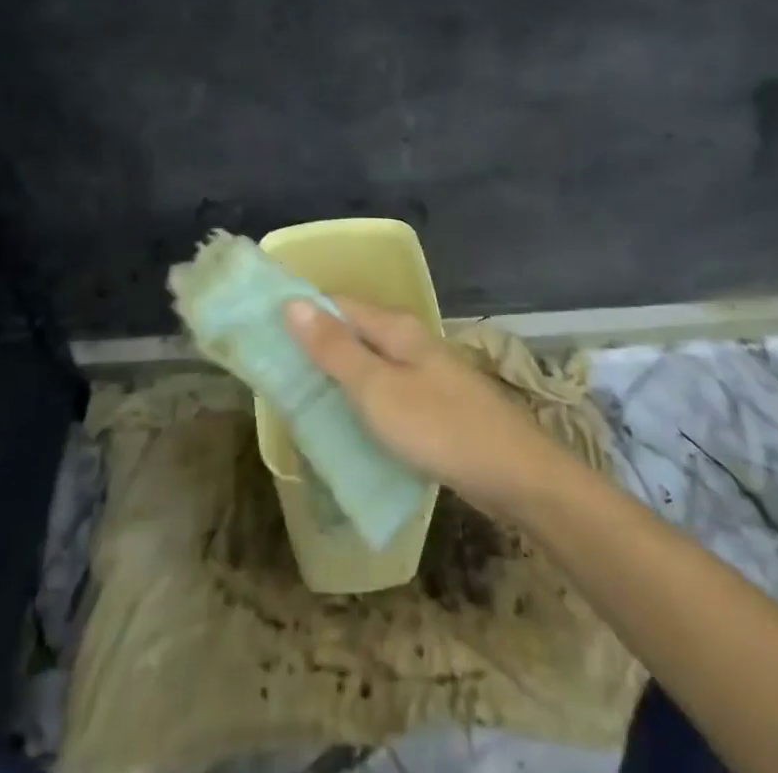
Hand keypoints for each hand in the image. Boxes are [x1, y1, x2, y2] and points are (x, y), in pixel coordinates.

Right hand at [283, 295, 566, 513]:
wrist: (515, 475)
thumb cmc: (439, 428)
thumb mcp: (377, 390)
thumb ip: (335, 349)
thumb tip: (293, 302)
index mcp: (395, 328)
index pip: (336, 303)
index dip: (300, 312)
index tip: (262, 331)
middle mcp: (409, 341)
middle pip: (351, 332)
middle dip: (313, 347)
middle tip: (272, 373)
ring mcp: (423, 373)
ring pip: (367, 364)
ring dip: (334, 376)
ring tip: (297, 400)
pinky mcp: (432, 404)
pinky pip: (384, 391)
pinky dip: (358, 400)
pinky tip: (343, 424)